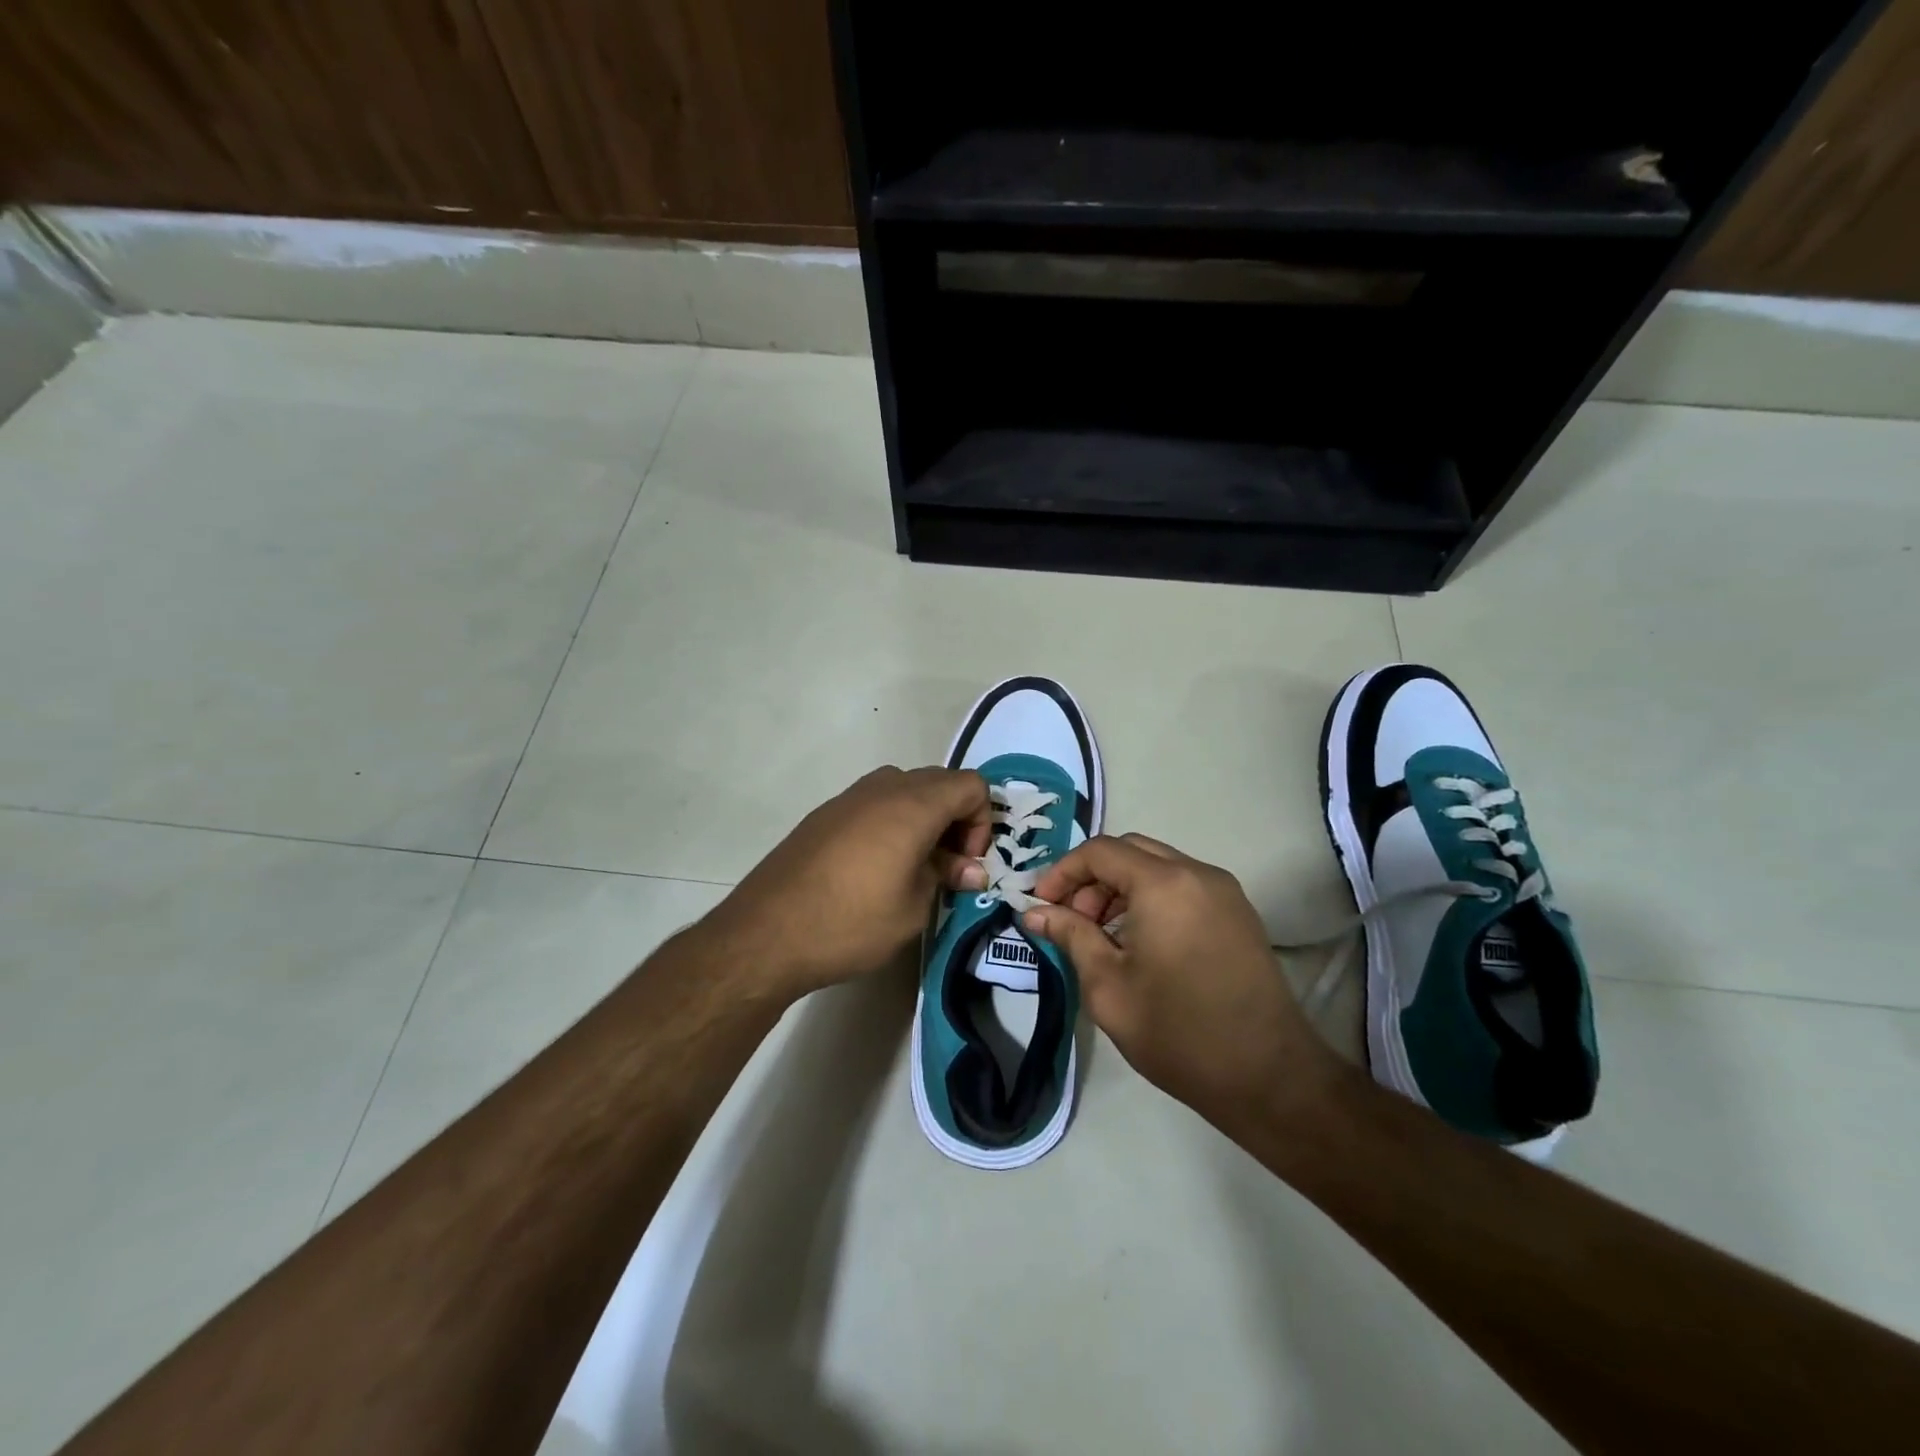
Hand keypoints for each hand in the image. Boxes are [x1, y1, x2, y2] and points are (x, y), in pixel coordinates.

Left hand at [705, 766, 992, 997]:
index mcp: (913, 805)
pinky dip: (892, 822)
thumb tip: (968, 868)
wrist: (767, 933)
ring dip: (924, 818)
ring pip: (905, 789)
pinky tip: (876, 866)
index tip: (966, 863)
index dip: (981, 822)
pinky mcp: (825, 813)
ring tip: (914, 866)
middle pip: (940, 782)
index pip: (971, 785)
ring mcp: (849, 797)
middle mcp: (883, 788)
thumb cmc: (852, 922)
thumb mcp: (913, 908)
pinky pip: (875, 803)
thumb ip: (946, 876)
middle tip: (948, 866)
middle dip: (956, 819)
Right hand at [1023, 834, 1338, 1135]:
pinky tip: (1139, 943)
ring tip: (1102, 937)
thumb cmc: (1178, 1033)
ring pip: (1158, 866)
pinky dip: (1151, 898)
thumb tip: (1035, 912)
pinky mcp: (1238, 914)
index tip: (1041, 906)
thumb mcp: (1108, 987)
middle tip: (1072, 921)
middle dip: (1092, 879)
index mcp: (1164, 884)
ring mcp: (1224, 892)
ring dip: (1121, 888)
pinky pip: (1183, 886)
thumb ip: (1070, 936)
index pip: (1100, 851)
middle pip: (1130, 851)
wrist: (1269, 1077)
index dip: (1062, 872)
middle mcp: (1198, 873)